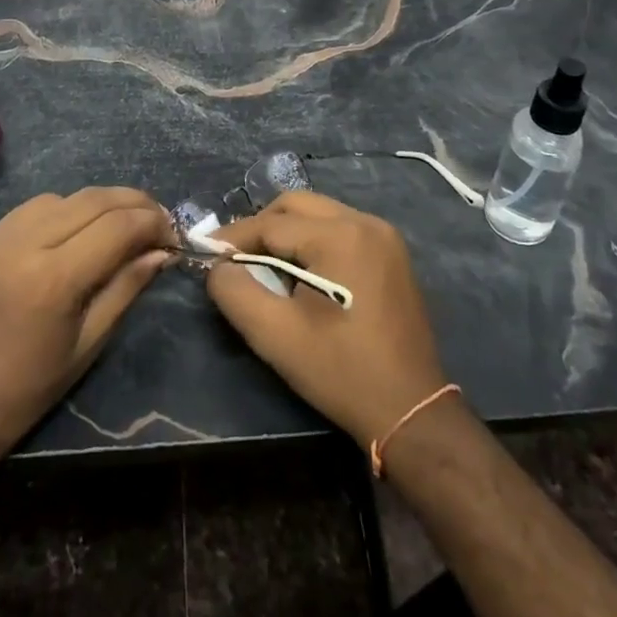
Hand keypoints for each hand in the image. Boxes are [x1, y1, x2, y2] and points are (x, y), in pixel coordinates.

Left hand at [0, 187, 176, 464]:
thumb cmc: (26, 393)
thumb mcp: (87, 346)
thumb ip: (126, 289)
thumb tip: (161, 252)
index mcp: (53, 279)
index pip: (117, 227)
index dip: (152, 222)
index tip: (172, 232)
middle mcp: (20, 245)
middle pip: (90, 200)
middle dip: (131, 202)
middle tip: (155, 216)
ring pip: (56, 199)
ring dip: (92, 205)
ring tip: (112, 224)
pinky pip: (21, 215)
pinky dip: (54, 216)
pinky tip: (64, 236)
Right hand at [206, 191, 448, 445]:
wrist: (411, 411)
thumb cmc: (340, 372)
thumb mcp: (275, 335)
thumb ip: (235, 292)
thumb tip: (218, 266)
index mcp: (339, 235)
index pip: (271, 224)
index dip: (234, 237)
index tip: (206, 252)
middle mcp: (365, 222)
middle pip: (296, 205)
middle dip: (260, 226)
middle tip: (234, 257)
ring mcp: (384, 236)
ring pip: (319, 213)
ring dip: (287, 232)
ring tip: (263, 264)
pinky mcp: (392, 253)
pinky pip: (341, 228)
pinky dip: (313, 240)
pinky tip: (301, 272)